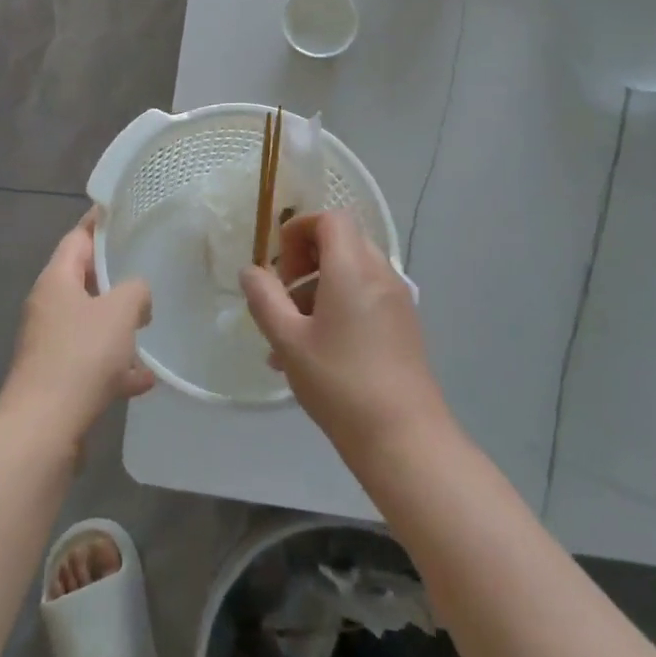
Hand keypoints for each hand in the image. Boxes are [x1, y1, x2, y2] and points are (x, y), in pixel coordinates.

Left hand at [0, 211, 154, 444]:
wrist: (43, 428)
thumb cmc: (80, 356)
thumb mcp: (119, 311)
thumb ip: (135, 290)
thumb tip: (137, 295)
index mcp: (55, 281)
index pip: (77, 238)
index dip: (99, 223)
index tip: (121, 212)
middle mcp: (47, 307)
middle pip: (83, 281)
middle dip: (114, 278)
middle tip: (146, 269)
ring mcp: (49, 345)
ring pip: (89, 324)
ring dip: (117, 327)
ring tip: (148, 327)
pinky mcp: (56, 378)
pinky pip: (91, 361)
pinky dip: (114, 366)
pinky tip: (143, 380)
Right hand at [240, 210, 451, 461]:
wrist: (404, 437)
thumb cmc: (340, 382)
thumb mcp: (288, 340)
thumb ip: (264, 299)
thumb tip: (251, 271)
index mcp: (353, 267)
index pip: (330, 219)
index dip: (299, 231)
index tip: (279, 267)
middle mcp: (380, 273)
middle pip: (341, 243)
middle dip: (305, 262)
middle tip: (282, 298)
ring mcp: (397, 300)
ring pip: (351, 274)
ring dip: (317, 291)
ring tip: (287, 338)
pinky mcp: (403, 325)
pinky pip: (365, 297)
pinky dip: (338, 308)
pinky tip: (314, 354)